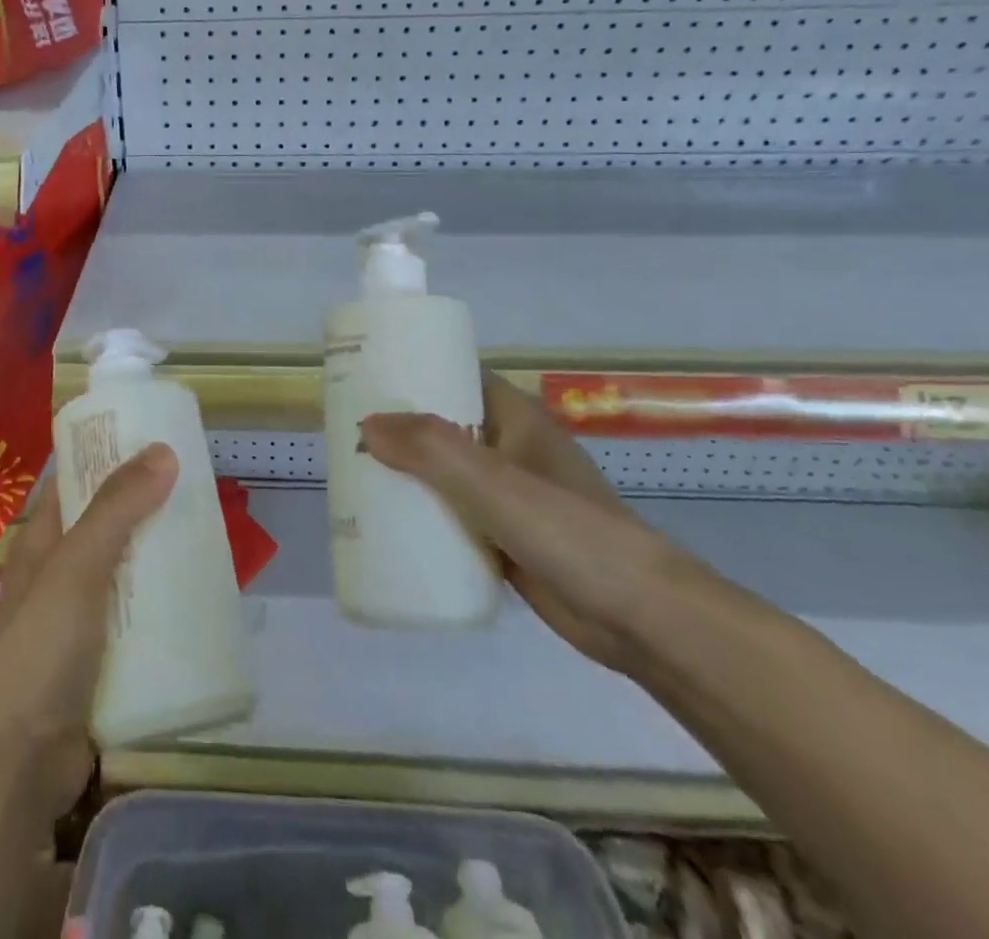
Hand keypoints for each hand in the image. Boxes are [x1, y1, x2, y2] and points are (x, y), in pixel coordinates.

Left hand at [0, 445, 175, 818]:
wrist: (16, 766)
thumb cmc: (38, 650)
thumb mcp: (76, 567)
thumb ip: (117, 509)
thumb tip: (162, 448)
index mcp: (43, 541)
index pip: (76, 479)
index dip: (110, 455)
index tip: (158, 438)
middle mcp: (58, 574)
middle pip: (108, 525)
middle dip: (149, 507)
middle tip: (199, 488)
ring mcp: (78, 622)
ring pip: (127, 575)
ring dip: (160, 559)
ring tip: (209, 538)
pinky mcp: (99, 664)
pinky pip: (137, 623)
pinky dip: (163, 610)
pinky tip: (199, 603)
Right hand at [362, 376, 704, 671]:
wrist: (642, 618)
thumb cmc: (569, 531)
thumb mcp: (494, 482)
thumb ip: (431, 449)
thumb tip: (366, 424)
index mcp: (514, 417)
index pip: (456, 374)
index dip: (413, 371)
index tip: (366, 377)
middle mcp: (510, 448)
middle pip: (444, 425)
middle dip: (399, 427)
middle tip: (346, 432)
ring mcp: (510, 496)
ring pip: (446, 473)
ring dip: (408, 474)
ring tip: (356, 475)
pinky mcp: (507, 539)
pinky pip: (454, 516)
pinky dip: (425, 516)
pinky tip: (389, 525)